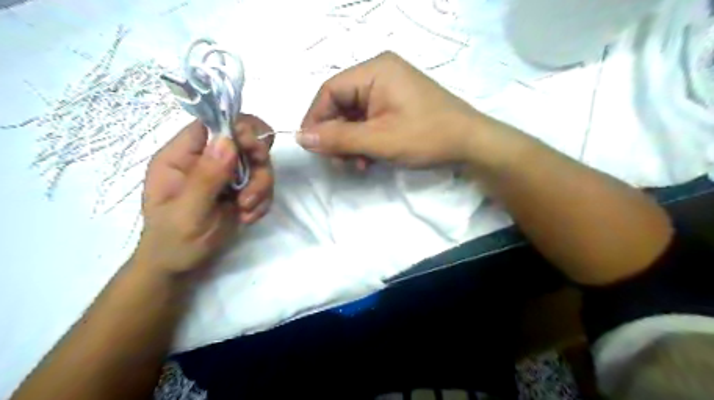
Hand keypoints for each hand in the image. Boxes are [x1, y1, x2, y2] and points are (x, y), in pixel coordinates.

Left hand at [134, 114, 273, 272]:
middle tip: (252, 189)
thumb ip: (206, 177)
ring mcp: (226, 174)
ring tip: (246, 211)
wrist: (181, 265)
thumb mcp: (188, 212)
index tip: (253, 149)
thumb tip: (228, 140)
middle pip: (245, 141)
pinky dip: (262, 201)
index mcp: (182, 156)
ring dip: (261, 187)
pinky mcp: (241, 189)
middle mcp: (206, 159)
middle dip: (257, 163)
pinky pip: (263, 184)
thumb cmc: (173, 241)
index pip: (212, 123)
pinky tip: (248, 217)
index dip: (238, 128)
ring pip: (259, 164)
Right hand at [300, 50, 487, 166]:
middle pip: (341, 104)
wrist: (471, 145)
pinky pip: (368, 121)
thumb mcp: (379, 140)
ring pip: (353, 117)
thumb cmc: (427, 137)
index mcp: (375, 71)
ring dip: (351, 143)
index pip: (330, 91)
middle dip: (337, 137)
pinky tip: (369, 160)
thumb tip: (301, 138)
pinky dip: (364, 142)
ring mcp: (389, 90)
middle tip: (340, 163)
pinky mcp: (396, 105)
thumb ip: (338, 139)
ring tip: (358, 165)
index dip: (316, 120)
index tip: (311, 147)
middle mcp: (379, 74)